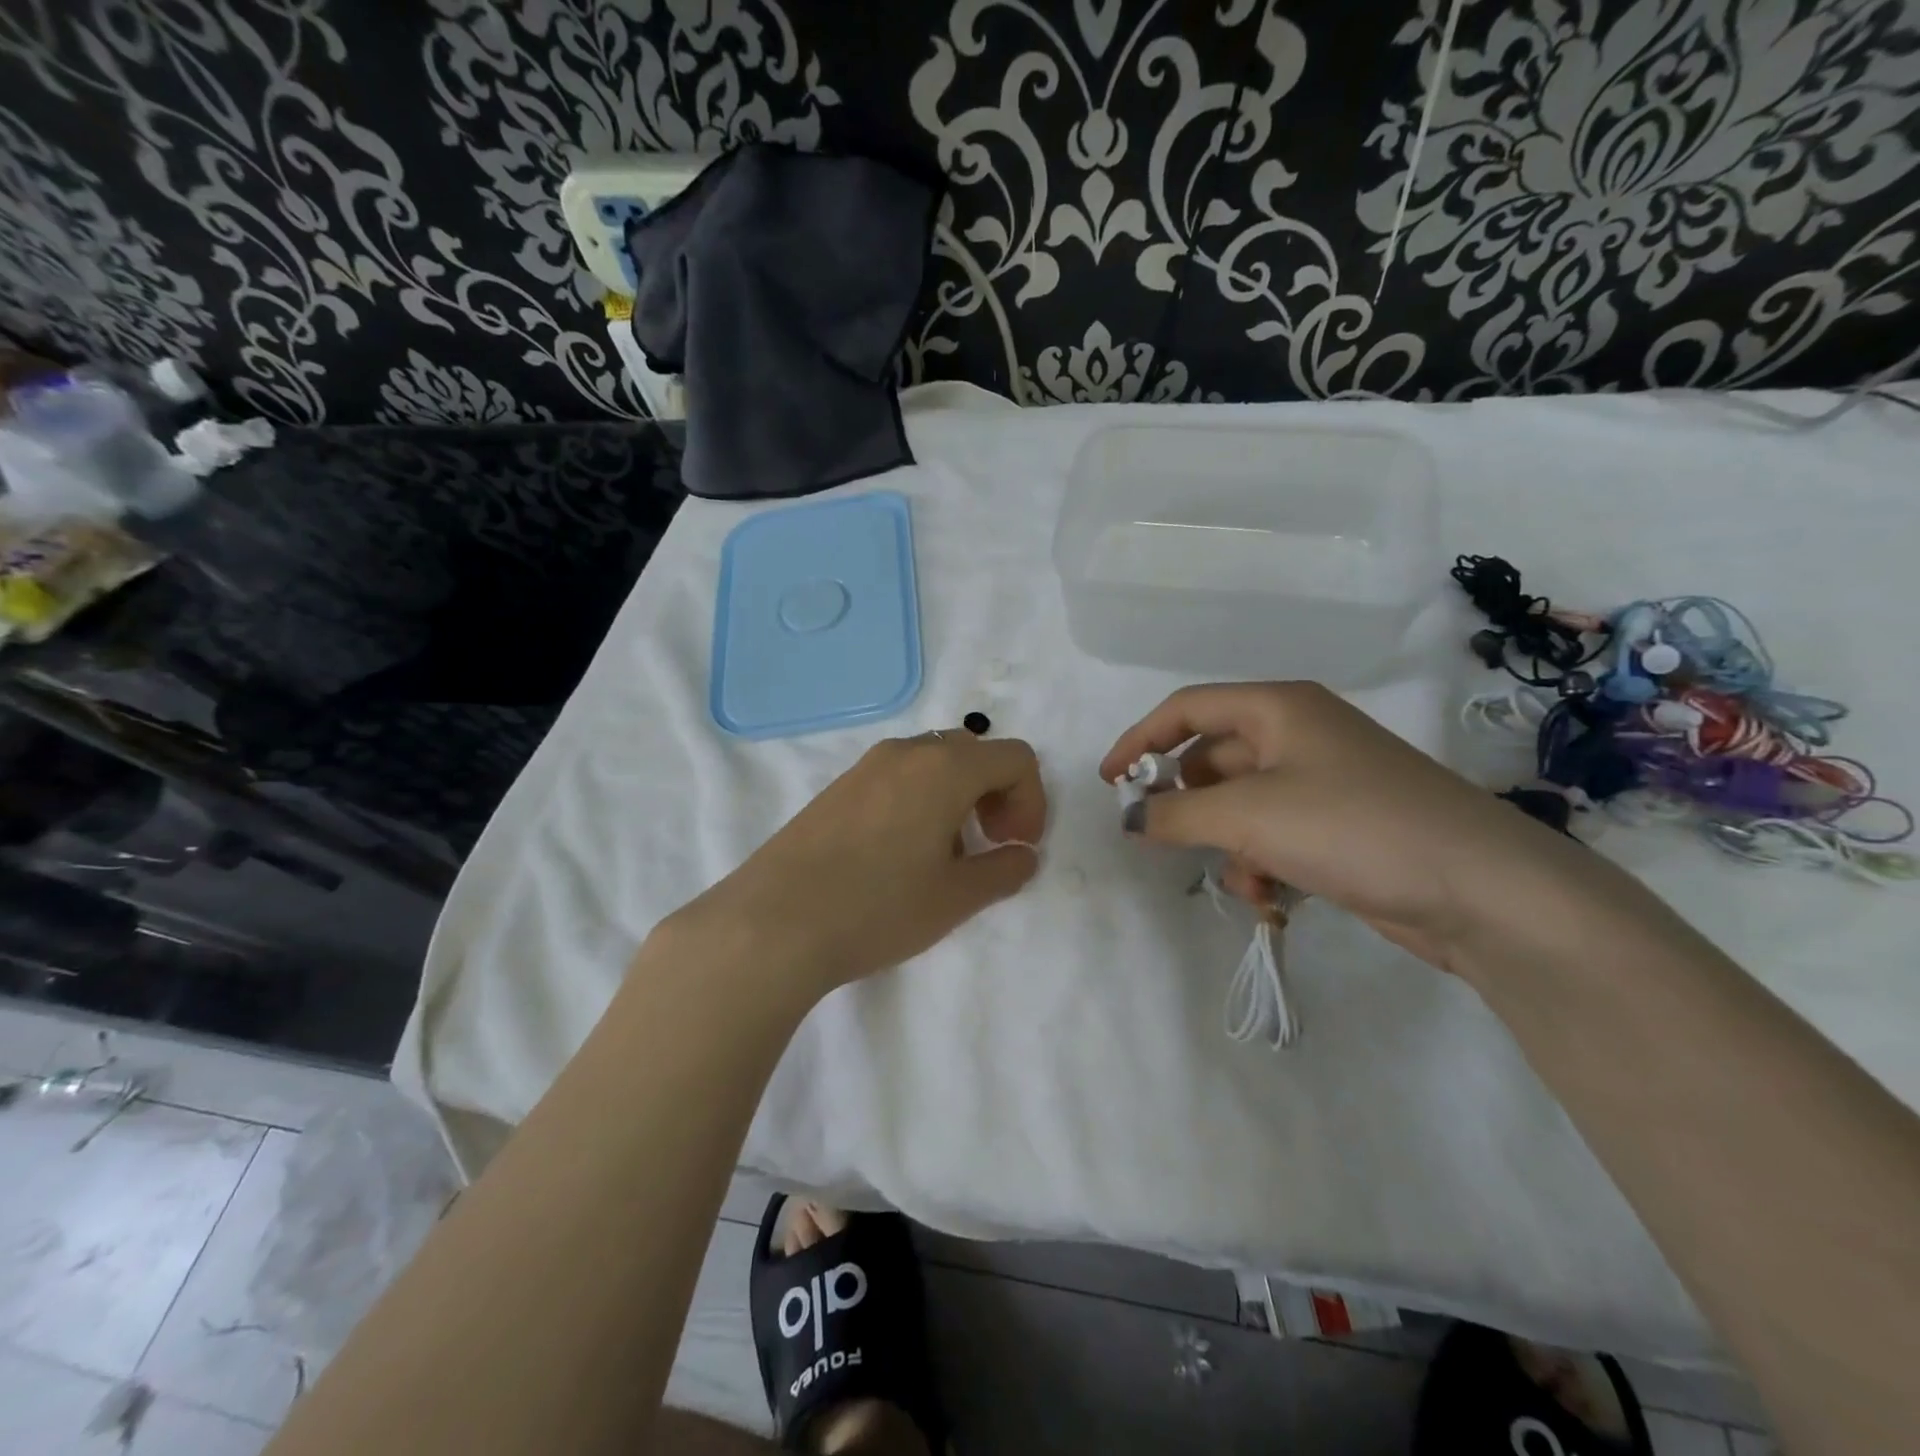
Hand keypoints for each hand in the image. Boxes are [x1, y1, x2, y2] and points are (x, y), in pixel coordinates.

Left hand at [668, 732, 1045, 1001]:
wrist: (772, 922)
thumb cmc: (878, 907)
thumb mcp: (956, 898)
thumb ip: (1003, 871)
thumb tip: (1023, 855)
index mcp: (945, 767)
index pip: (1015, 758)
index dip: (1032, 801)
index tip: (1017, 846)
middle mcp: (906, 752)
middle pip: (974, 753)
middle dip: (997, 795)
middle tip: (991, 844)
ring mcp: (865, 766)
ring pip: (933, 764)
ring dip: (958, 798)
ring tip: (945, 856)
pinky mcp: (836, 787)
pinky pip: (897, 778)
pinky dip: (920, 801)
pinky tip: (900, 855)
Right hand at [1101, 682, 1579, 971]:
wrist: (1482, 890)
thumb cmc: (1353, 827)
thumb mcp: (1247, 816)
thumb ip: (1174, 813)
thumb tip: (1131, 816)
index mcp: (1277, 708)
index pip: (1185, 709)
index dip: (1139, 741)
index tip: (1108, 783)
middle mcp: (1298, 734)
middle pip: (1212, 760)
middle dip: (1190, 806)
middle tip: (1169, 842)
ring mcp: (1323, 781)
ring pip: (1241, 806)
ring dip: (1227, 845)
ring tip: (1246, 881)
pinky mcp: (1341, 826)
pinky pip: (1274, 835)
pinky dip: (1262, 864)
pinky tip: (1274, 899)